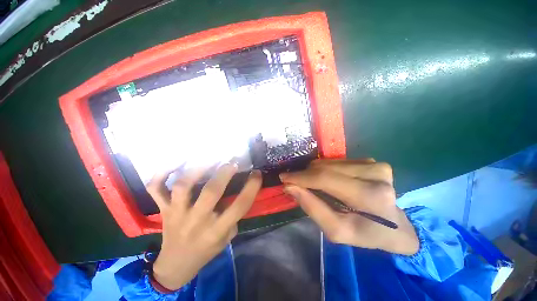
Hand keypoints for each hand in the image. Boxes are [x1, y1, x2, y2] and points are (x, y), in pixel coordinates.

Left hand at [146, 164, 261, 289]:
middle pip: (211, 192)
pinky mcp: (163, 209)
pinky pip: (156, 189)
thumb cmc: (206, 250)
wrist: (176, 265)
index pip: (239, 206)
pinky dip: (161, 174)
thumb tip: (239, 190)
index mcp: (216, 231)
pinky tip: (174, 164)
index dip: (251, 187)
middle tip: (232, 163)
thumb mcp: (227, 237)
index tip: (257, 173)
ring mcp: (176, 213)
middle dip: (224, 173)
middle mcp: (197, 220)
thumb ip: (234, 215)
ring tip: (208, 160)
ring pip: (183, 186)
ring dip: (197, 169)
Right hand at [280, 159, 418, 254]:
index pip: (325, 179)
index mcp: (369, 196)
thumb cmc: (366, 233)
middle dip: (305, 175)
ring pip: (330, 162)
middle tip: (295, 183)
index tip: (284, 178)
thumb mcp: (336, 231)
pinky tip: (328, 179)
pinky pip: (337, 161)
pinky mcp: (372, 161)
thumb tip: (290, 187)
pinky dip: (326, 169)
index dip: (301, 177)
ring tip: (312, 184)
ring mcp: (375, 165)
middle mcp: (375, 174)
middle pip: (326, 168)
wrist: (395, 226)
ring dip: (315, 172)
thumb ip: (312, 207)